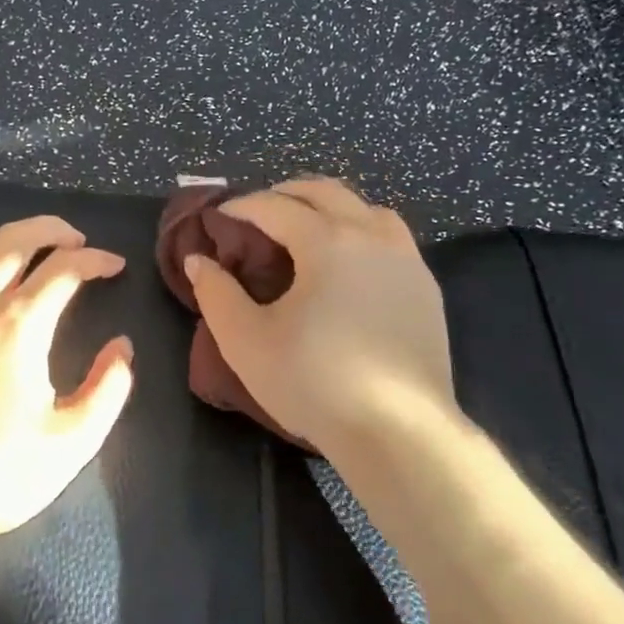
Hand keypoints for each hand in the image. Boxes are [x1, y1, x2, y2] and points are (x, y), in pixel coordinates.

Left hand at [0, 216, 134, 551]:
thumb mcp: (74, 441)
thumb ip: (109, 388)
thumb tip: (121, 347)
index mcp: (19, 323)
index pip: (65, 268)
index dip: (96, 260)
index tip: (114, 266)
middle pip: (16, 239)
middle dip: (52, 230)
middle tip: (75, 240)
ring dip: (9, 237)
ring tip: (31, 247)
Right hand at [183, 179, 454, 453]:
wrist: (398, 432)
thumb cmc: (314, 383)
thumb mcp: (246, 341)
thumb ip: (216, 293)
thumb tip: (198, 260)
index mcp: (327, 241)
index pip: (275, 207)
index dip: (241, 206)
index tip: (218, 216)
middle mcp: (371, 235)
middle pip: (324, 192)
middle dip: (285, 194)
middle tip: (256, 213)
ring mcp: (406, 259)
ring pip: (365, 207)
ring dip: (329, 207)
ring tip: (305, 228)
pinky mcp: (425, 287)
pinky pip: (390, 236)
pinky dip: (360, 230)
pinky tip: (349, 262)